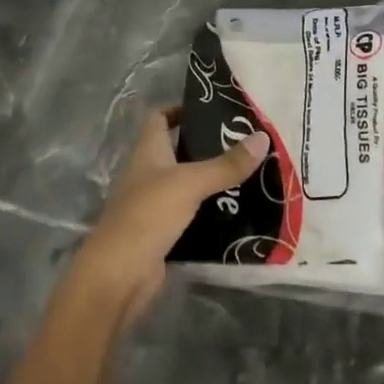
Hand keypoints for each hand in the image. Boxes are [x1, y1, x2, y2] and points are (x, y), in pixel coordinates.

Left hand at [71, 106, 269, 323]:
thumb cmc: (148, 215)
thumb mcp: (191, 183)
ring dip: (212, 179)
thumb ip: (226, 164)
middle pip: (178, 150)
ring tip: (250, 173)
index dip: (180, 109)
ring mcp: (154, 205)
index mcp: (148, 152)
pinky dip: (211, 211)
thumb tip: (263, 137)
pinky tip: (238, 210)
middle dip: (208, 145)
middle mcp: (149, 174)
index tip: (212, 108)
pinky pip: (192, 214)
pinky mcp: (163, 233)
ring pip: (187, 184)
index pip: (159, 118)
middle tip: (245, 141)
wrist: (119, 275)